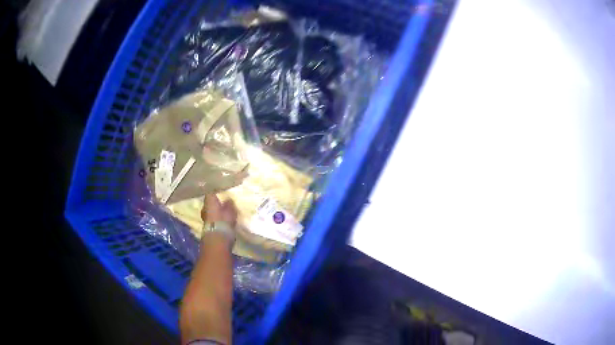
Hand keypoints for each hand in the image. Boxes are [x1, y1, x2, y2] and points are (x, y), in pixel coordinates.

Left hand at [201, 194, 237, 226]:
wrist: (217, 236)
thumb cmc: (224, 219)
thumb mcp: (231, 210)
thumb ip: (229, 204)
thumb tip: (228, 199)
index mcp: (209, 200)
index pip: (210, 193)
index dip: (215, 192)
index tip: (220, 193)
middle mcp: (204, 207)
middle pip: (208, 203)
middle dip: (214, 203)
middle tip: (221, 204)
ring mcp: (204, 217)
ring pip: (209, 211)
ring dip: (214, 212)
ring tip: (221, 213)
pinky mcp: (206, 226)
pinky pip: (211, 219)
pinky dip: (215, 219)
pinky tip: (220, 221)